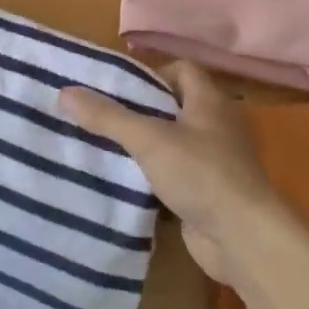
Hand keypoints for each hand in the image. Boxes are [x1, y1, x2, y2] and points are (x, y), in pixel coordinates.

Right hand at [58, 61, 299, 284]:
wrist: (243, 237)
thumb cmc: (200, 174)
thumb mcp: (149, 140)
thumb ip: (108, 117)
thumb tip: (66, 92)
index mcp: (210, 101)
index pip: (181, 70)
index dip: (150, 73)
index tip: (118, 89)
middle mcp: (216, 125)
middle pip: (173, 106)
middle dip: (138, 111)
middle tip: (100, 117)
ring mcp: (214, 161)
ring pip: (171, 144)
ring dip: (143, 147)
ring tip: (103, 148)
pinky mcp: (207, 192)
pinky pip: (174, 176)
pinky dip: (152, 177)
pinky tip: (124, 184)